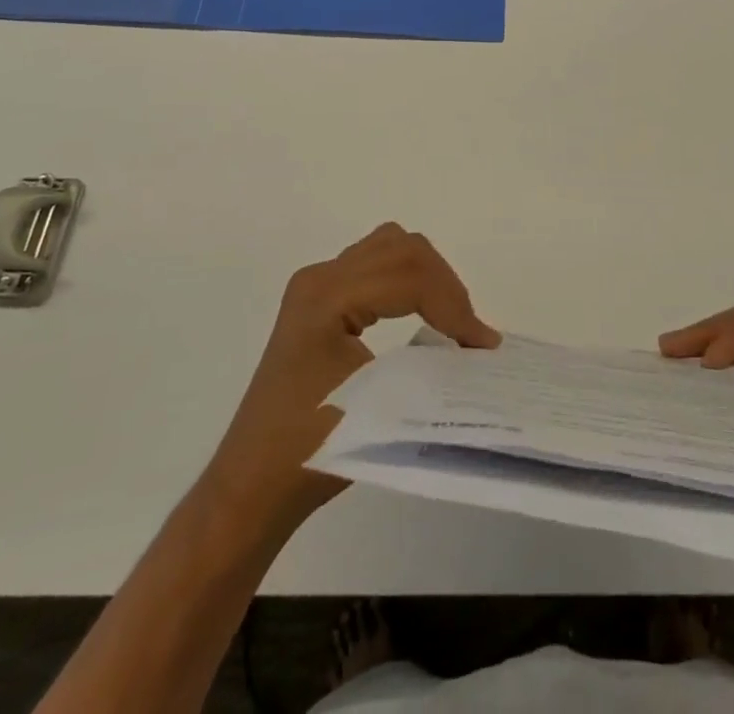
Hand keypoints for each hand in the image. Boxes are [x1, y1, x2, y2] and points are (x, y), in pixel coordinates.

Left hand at [207, 223, 499, 532]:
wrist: (249, 485)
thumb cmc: (308, 453)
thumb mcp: (377, 406)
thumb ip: (432, 366)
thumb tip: (481, 348)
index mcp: (325, 298)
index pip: (408, 277)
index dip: (454, 306)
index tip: (484, 346)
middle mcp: (319, 278)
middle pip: (403, 249)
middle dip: (446, 286)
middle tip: (470, 334)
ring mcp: (316, 284)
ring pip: (391, 247)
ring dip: (429, 277)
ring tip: (452, 320)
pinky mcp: (320, 297)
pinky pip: (377, 264)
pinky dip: (410, 280)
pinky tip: (422, 313)